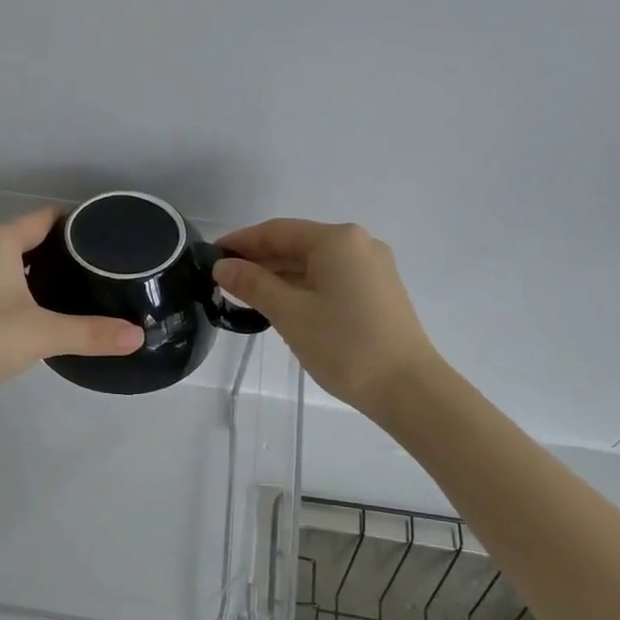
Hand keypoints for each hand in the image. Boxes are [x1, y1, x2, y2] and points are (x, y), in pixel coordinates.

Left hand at [0, 209, 142, 413]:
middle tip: (91, 271)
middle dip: (54, 251)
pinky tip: (20, 309)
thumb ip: (91, 333)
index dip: (75, 226)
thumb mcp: (41, 335)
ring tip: (62, 289)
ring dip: (27, 269)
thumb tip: (138, 336)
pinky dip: (5, 283)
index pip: (44, 219)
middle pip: (22, 237)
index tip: (103, 240)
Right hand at [214, 220, 439, 414]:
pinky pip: (331, 279)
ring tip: (246, 294)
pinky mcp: (379, 292)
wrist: (408, 388)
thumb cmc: (344, 345)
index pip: (277, 231)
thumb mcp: (290, 313)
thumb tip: (223, 266)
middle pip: (297, 244)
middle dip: (260, 260)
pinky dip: (303, 287)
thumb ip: (253, 284)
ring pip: (314, 263)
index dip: (242, 242)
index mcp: (337, 240)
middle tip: (224, 280)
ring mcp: (373, 268)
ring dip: (280, 275)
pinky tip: (282, 305)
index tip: (211, 256)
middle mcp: (358, 244)